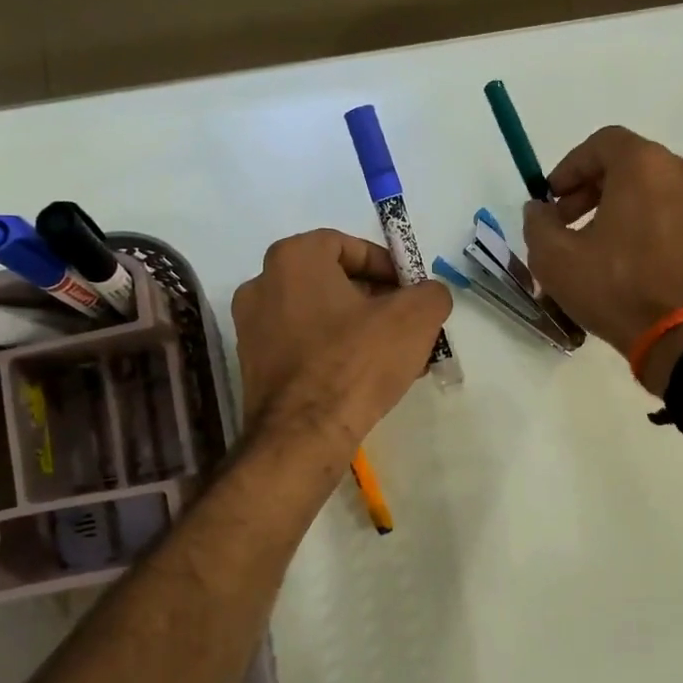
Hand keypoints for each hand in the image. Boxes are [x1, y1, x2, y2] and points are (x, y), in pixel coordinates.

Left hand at [232, 229, 452, 449]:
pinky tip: (364, 380)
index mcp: (293, 258)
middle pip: (332, 282)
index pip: (347, 245)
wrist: (303, 436)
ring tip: (394, 358)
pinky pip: (303, 347)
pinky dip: (334, 354)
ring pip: (319, 317)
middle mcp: (262, 285)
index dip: (386, 266)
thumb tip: (428, 296)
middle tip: (407, 326)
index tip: (410, 292)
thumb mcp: (416, 318)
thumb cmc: (357, 362)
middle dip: (376, 301)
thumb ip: (431, 293)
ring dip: (359, 330)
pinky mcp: (253, 367)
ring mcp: (251, 329)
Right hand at [522, 126, 682, 393]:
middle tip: (568, 223)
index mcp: (646, 165)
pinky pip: (676, 216)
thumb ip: (538, 223)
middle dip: (592, 190)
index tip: (552, 198)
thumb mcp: (554, 258)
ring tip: (599, 246)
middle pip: (630, 165)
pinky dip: (651, 226)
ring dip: (622, 208)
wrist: (679, 336)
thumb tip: (540, 209)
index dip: (570, 167)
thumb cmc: (614, 288)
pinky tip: (632, 261)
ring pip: (655, 191)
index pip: (602, 144)